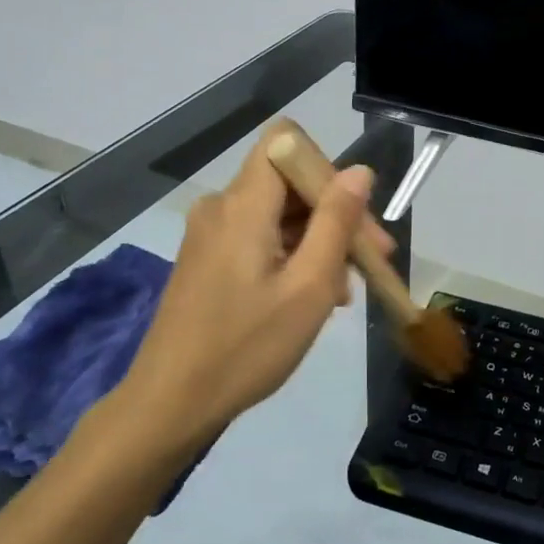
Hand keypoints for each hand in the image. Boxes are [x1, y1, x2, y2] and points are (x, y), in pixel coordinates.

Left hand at [114, 126, 387, 458]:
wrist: (171, 402)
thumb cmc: (246, 348)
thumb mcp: (308, 287)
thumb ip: (335, 223)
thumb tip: (359, 171)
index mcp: (243, 204)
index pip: (287, 141)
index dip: (328, 168)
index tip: (354, 217)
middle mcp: (222, 206)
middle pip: (288, 180)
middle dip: (335, 213)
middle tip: (373, 261)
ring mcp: (210, 233)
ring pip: (279, 213)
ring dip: (318, 241)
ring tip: (343, 292)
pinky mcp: (207, 258)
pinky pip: (260, 237)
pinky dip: (293, 255)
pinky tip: (311, 296)